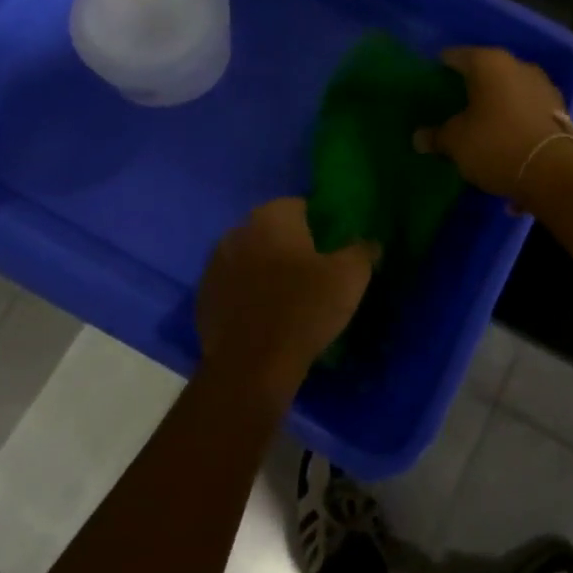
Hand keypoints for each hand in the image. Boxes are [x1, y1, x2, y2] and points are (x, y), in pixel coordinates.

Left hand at [196, 198, 377, 399]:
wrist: (251, 367)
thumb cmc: (304, 309)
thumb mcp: (350, 277)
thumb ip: (363, 250)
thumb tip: (369, 242)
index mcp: (272, 217)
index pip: (302, 206)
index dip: (321, 225)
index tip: (334, 248)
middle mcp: (238, 231)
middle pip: (273, 230)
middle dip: (292, 245)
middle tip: (316, 271)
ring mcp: (215, 264)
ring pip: (251, 257)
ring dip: (267, 268)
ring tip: (291, 295)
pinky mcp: (204, 297)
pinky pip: (235, 286)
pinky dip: (249, 293)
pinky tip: (266, 315)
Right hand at [415, 46, 572, 201]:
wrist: (555, 171)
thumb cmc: (496, 144)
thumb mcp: (456, 142)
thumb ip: (436, 136)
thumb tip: (419, 138)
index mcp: (488, 62)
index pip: (455, 56)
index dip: (440, 68)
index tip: (430, 82)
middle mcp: (518, 65)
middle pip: (486, 71)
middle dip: (471, 86)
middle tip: (453, 104)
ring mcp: (542, 85)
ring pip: (510, 88)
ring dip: (497, 102)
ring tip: (481, 122)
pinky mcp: (559, 108)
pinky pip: (527, 107)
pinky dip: (515, 117)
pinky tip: (507, 135)